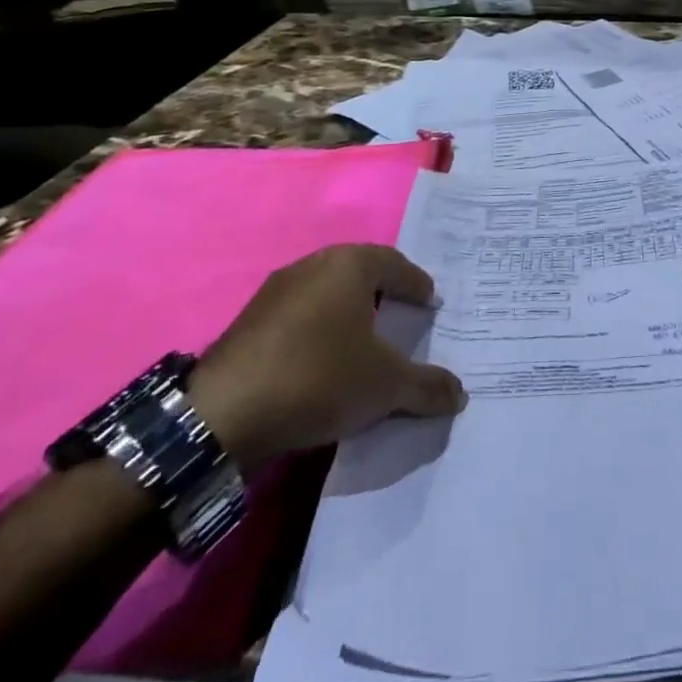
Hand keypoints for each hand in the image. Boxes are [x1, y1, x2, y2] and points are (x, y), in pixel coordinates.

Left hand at [187, 245, 466, 475]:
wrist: (220, 417)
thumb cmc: (318, 378)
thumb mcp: (385, 386)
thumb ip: (427, 386)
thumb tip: (461, 394)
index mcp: (349, 264)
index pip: (396, 264)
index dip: (417, 284)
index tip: (430, 304)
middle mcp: (312, 265)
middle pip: (360, 273)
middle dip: (383, 294)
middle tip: (403, 317)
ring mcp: (275, 292)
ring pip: (326, 294)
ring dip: (348, 313)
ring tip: (365, 342)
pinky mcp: (248, 322)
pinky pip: (299, 317)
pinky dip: (319, 331)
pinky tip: (324, 362)